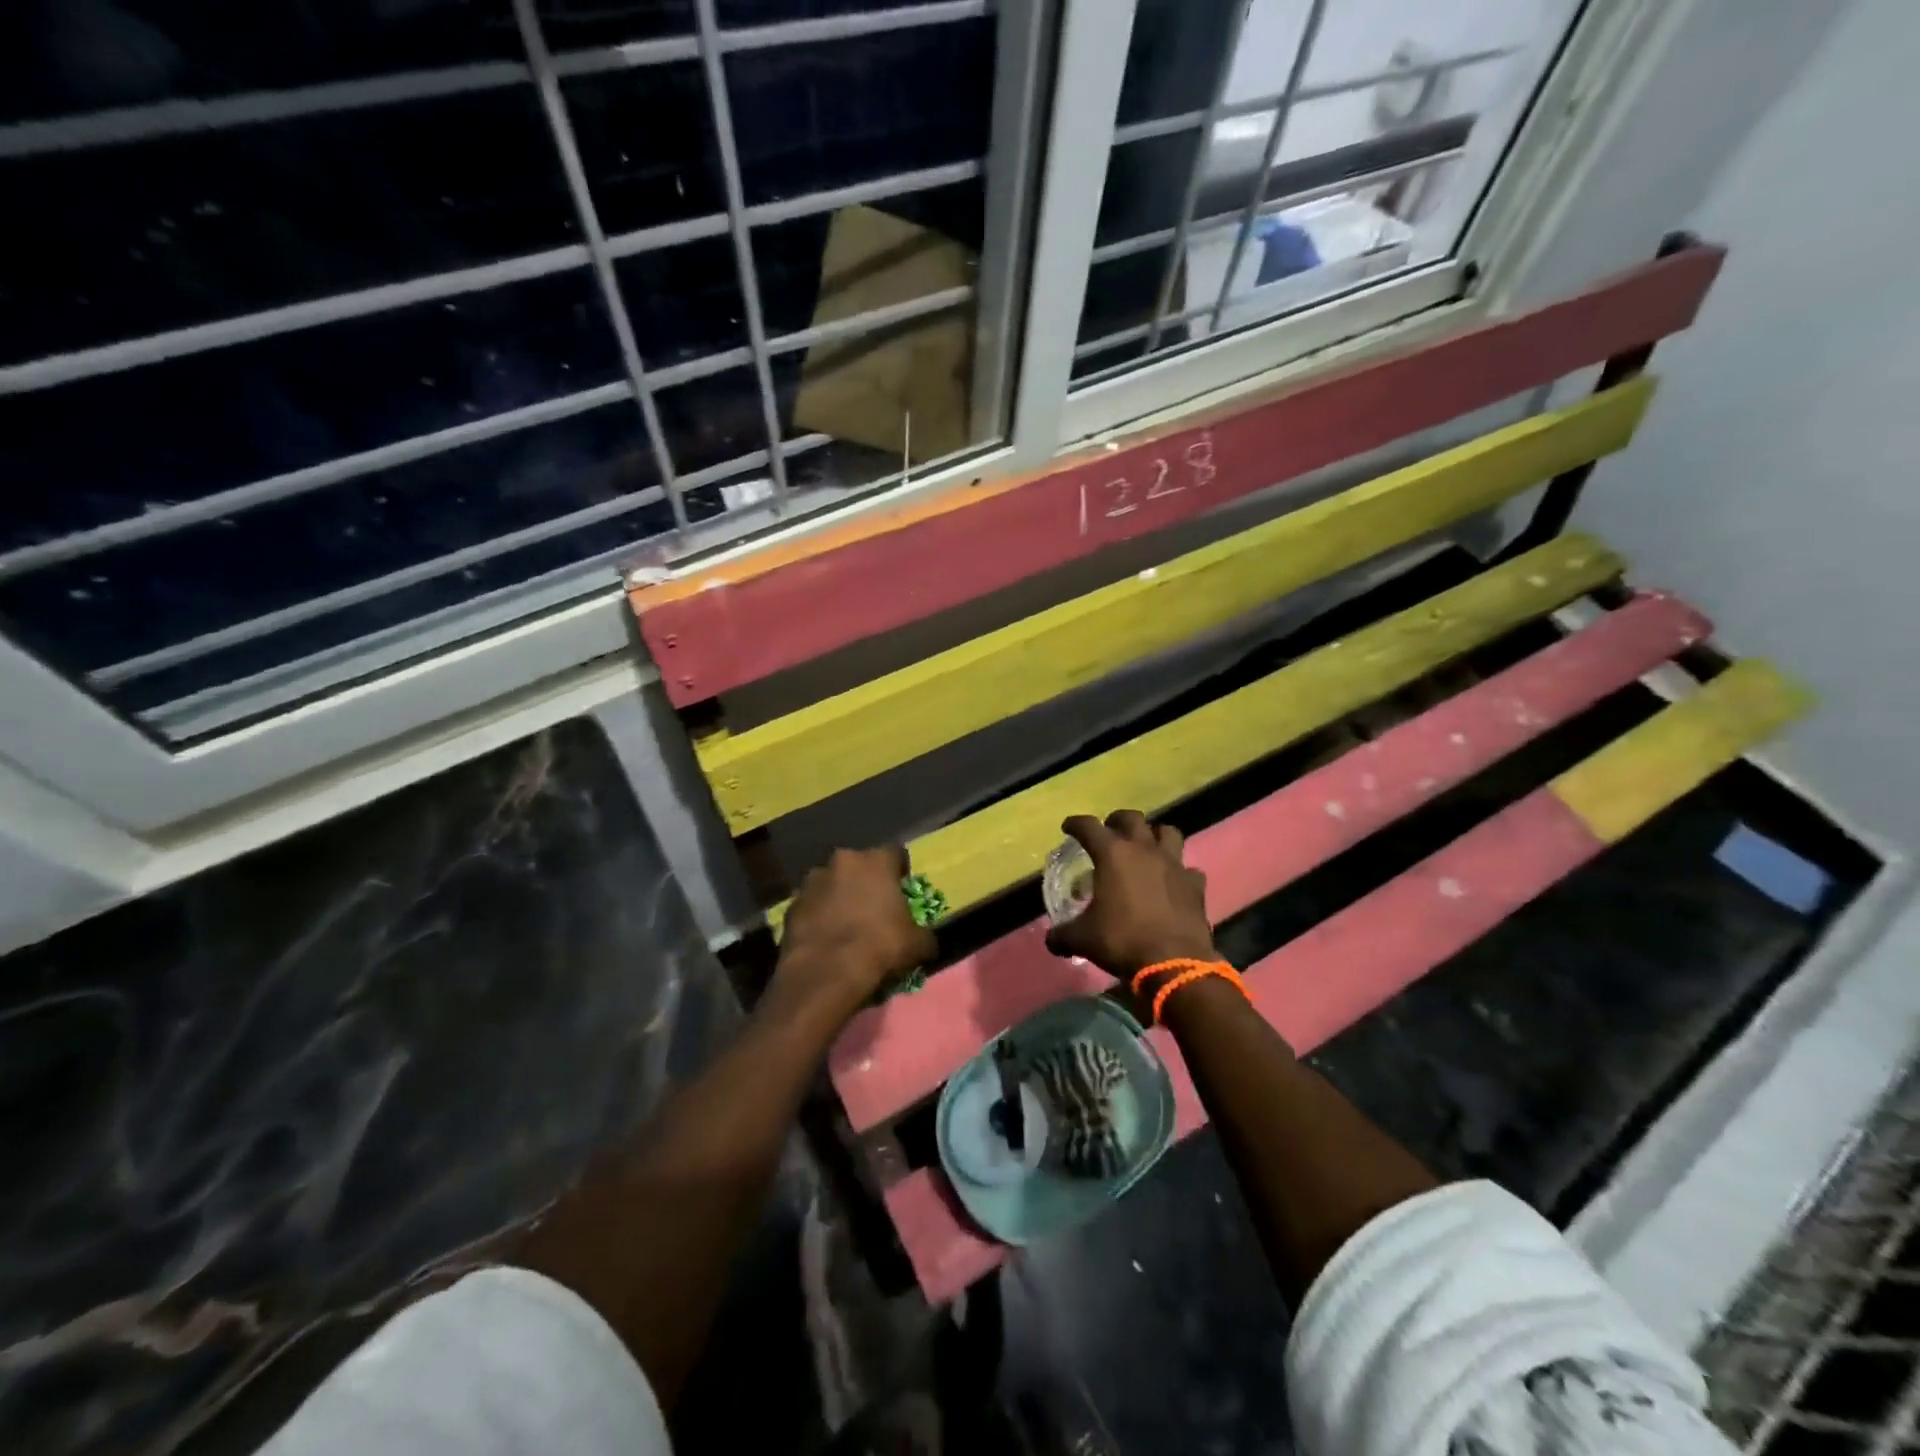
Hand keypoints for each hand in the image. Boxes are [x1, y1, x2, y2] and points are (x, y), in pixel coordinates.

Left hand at [774, 845, 937, 1021]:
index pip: (895, 853)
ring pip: (831, 884)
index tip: (903, 888)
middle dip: (865, 882)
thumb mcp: (916, 945)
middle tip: (874, 908)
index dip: (900, 870)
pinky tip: (825, 940)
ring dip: (838, 898)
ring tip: (846, 925)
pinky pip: (811, 907)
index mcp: (875, 861)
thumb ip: (924, 936)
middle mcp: (842, 862)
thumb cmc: (879, 947)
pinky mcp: (790, 906)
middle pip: (858, 866)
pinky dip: (818, 918)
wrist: (825, 974)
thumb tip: (928, 942)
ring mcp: (811, 882)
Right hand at [1045, 811, 1215, 978]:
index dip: (1075, 824)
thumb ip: (1062, 934)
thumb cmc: (1123, 941)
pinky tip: (1172, 883)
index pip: (1089, 826)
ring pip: (1167, 832)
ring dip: (1154, 836)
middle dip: (1117, 821)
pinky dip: (1180, 872)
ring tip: (1145, 848)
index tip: (1068, 828)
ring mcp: (1174, 865)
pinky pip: (1188, 869)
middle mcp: (1144, 850)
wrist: (1174, 963)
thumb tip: (1052, 939)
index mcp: (1113, 854)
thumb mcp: (1082, 939)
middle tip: (1109, 833)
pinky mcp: (1195, 885)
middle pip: (1131, 819)